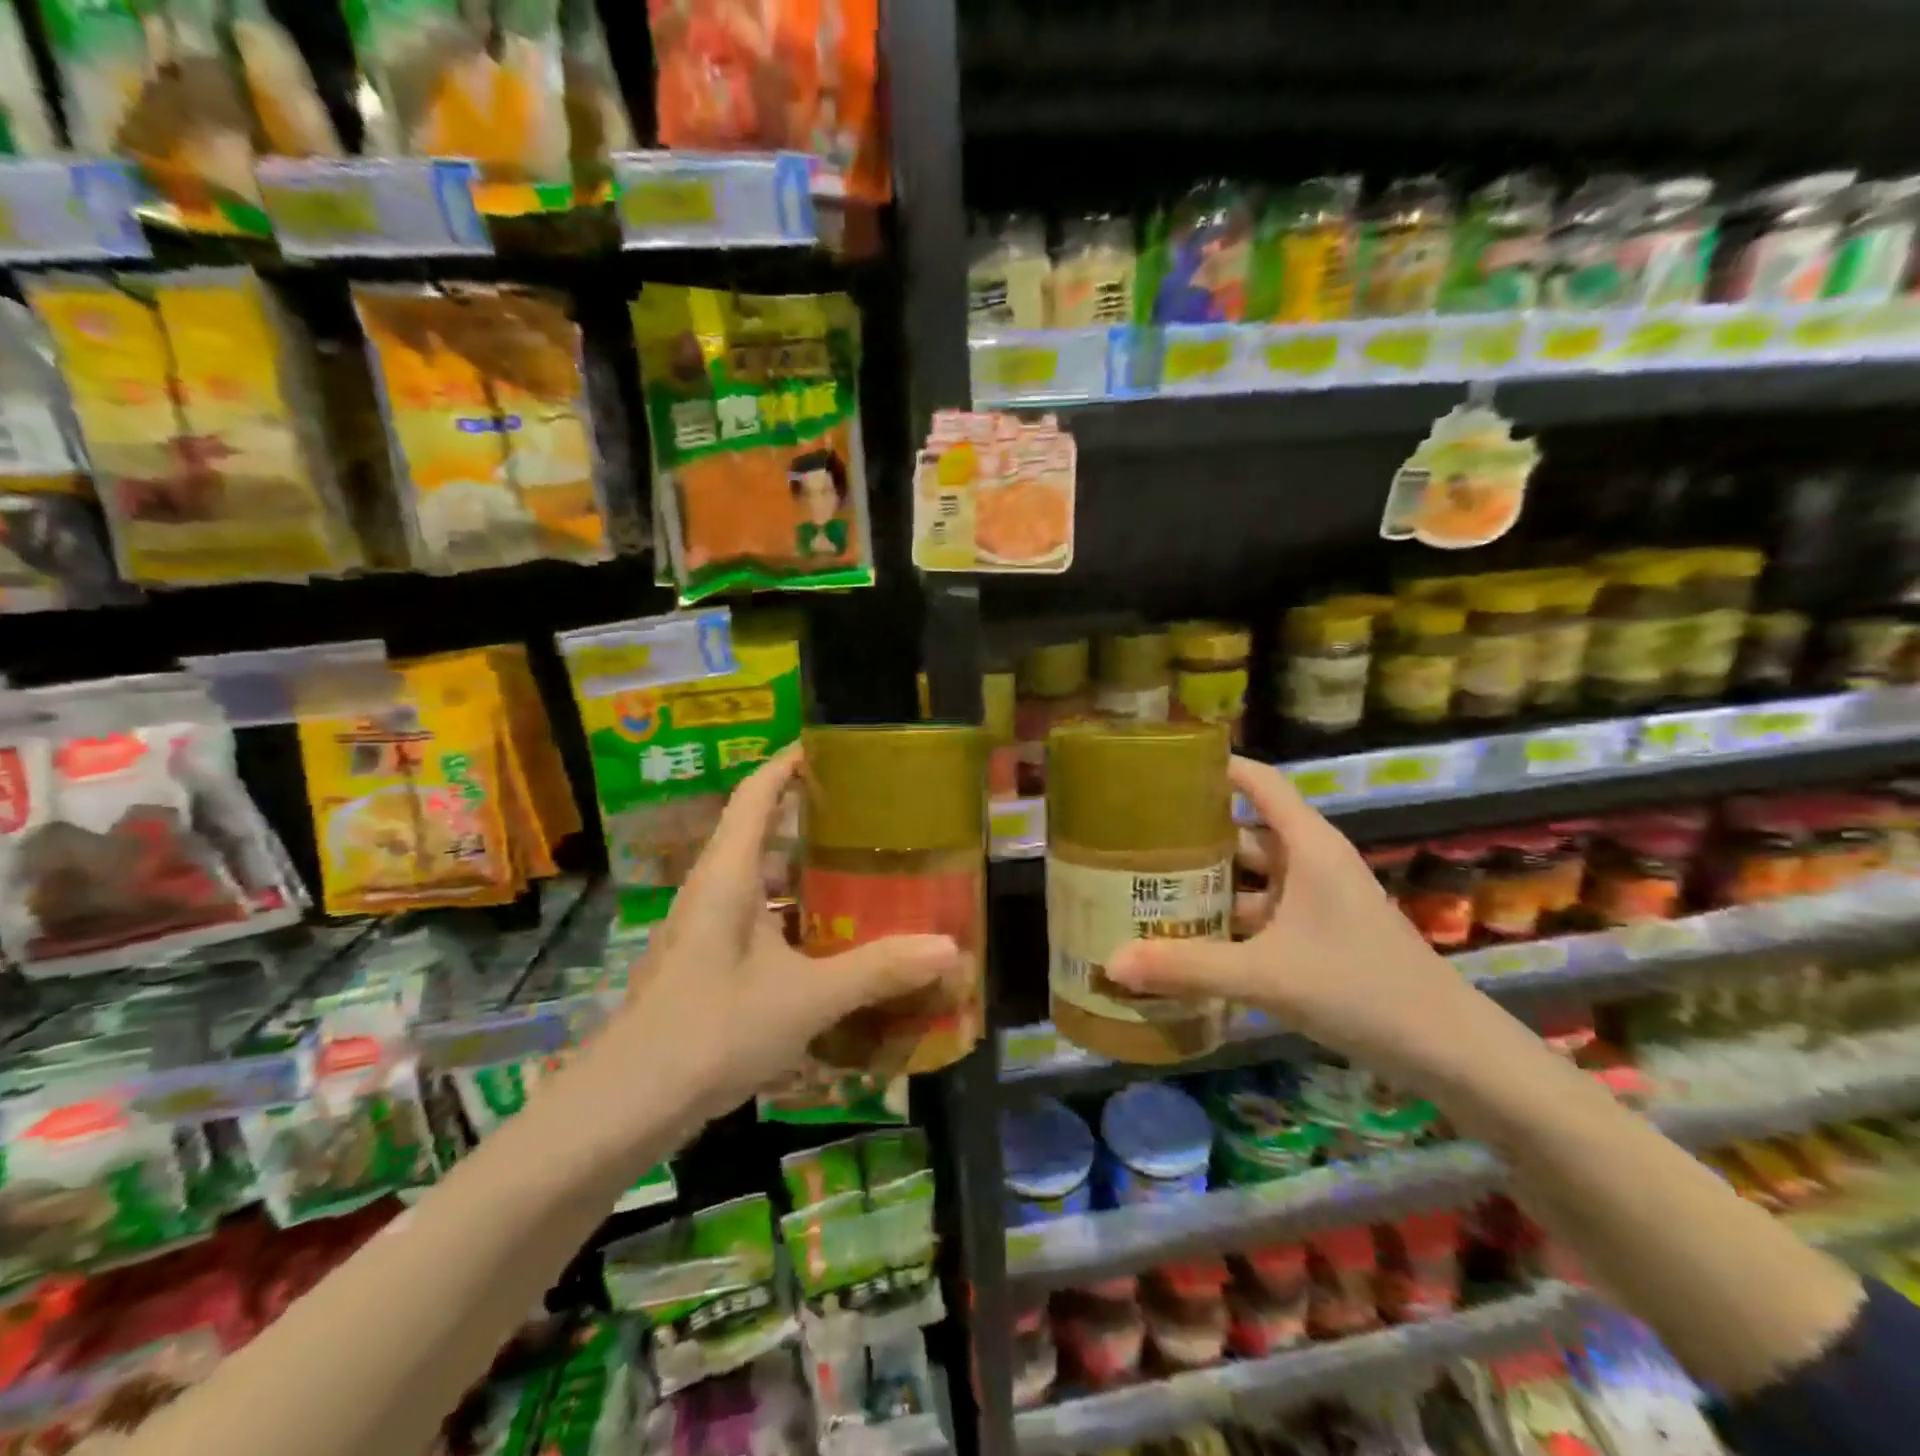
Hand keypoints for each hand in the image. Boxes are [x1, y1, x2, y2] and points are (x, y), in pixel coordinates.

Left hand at [588, 747, 966, 1128]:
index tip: (835, 748)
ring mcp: (709, 930)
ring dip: (809, 877)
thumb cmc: (711, 1030)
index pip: (757, 794)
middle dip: (814, 821)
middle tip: (875, 818)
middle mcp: (715, 891)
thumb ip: (877, 970)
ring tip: (868, 875)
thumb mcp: (805, 998)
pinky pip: (762, 923)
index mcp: (728, 875)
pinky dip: (799, 922)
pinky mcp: (711, 965)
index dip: (790, 763)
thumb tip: (949, 948)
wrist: (626, 1107)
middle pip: (764, 834)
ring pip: (764, 884)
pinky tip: (837, 946)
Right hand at [1106, 756, 1485, 1091]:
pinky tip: (1191, 940)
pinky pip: (1263, 915)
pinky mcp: (1320, 935)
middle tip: (1135, 842)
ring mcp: (1318, 901)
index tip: (1163, 768)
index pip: (1259, 783)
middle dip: (1193, 838)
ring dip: (1209, 885)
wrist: (1449, 1051)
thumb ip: (1188, 967)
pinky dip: (1229, 922)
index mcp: (1308, 847)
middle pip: (1244, 833)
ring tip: (1149, 890)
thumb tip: (1112, 962)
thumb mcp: (1266, 976)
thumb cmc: (1360, 989)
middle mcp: (1312, 864)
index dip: (1216, 768)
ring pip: (1252, 880)